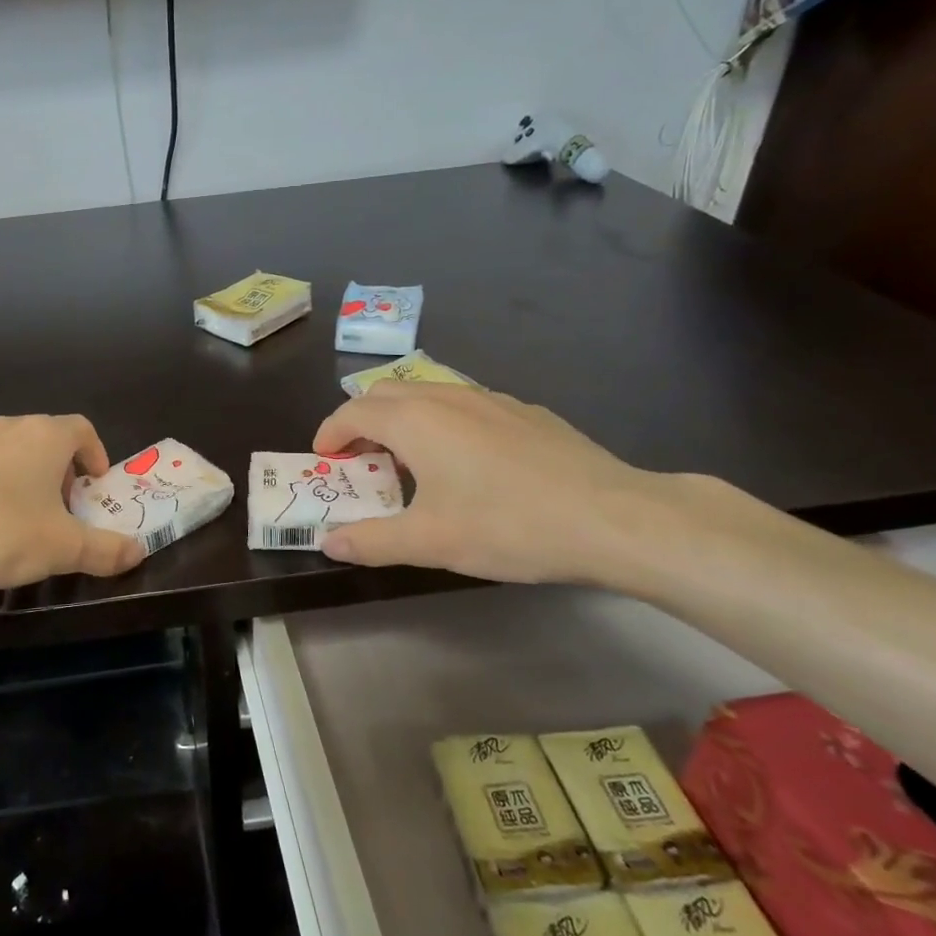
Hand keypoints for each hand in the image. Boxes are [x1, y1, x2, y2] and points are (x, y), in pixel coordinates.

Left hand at [0, 414, 144, 593]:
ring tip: (18, 516)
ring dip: (21, 475)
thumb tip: (139, 551)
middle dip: (59, 469)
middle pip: (44, 438)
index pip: (81, 429)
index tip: (95, 484)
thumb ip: (105, 550)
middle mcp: (5, 427)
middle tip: (61, 507)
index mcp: (43, 437)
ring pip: (6, 450)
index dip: (95, 453)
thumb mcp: (61, 549)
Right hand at [311, 383, 683, 585]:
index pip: (353, 411)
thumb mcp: (429, 541)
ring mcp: (492, 399)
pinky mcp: (527, 412)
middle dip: (362, 421)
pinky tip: (468, 464)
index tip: (323, 458)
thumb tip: (328, 541)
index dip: (330, 432)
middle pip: (386, 393)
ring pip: (429, 395)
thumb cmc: (507, 525)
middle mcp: (448, 396)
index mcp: (415, 420)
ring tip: (410, 462)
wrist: (611, 517)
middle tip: (359, 460)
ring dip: (403, 420)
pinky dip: (444, 424)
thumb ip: (371, 540)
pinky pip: (466, 406)